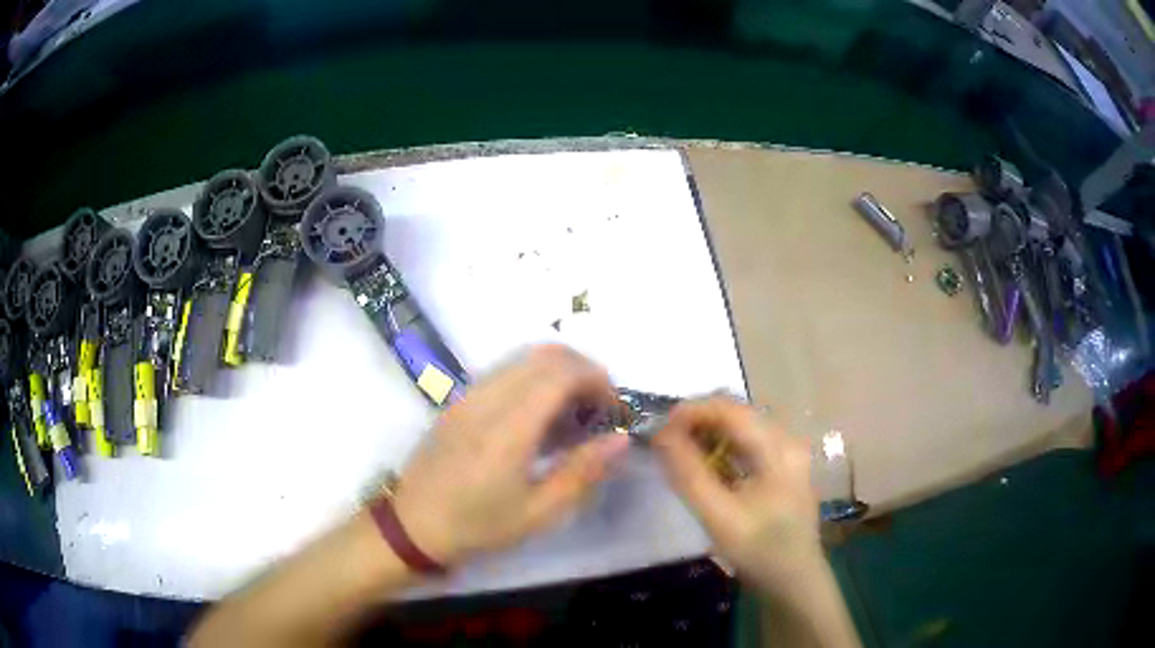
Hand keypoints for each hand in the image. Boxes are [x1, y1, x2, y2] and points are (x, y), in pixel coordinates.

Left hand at [391, 345, 630, 567]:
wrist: (413, 525)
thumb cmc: (477, 526)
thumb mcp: (538, 513)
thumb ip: (582, 472)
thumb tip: (622, 439)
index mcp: (509, 428)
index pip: (561, 372)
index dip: (598, 380)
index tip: (615, 410)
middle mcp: (488, 398)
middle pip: (546, 354)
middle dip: (584, 371)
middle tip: (600, 409)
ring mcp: (470, 394)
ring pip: (525, 357)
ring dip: (559, 373)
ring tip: (574, 415)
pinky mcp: (460, 399)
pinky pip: (506, 371)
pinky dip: (535, 379)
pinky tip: (540, 418)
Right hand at [652, 397, 821, 592]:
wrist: (793, 580)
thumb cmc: (759, 550)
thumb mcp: (719, 517)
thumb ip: (689, 475)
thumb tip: (660, 435)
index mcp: (778, 448)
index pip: (729, 408)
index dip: (690, 412)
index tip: (657, 432)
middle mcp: (786, 439)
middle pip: (734, 413)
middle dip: (695, 423)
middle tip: (664, 446)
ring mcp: (786, 452)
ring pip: (738, 427)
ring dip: (705, 435)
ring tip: (678, 456)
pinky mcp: (781, 465)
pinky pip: (745, 443)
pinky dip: (719, 448)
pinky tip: (704, 468)